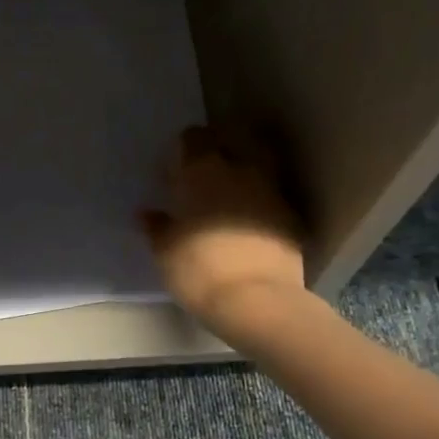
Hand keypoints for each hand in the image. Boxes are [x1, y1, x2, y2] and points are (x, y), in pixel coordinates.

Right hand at [141, 127, 307, 329]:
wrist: (257, 300)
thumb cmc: (199, 270)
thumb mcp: (165, 252)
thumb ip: (156, 227)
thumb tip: (147, 213)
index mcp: (202, 172)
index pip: (193, 138)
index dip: (183, 148)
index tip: (174, 169)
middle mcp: (240, 171)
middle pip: (233, 138)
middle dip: (219, 146)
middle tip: (205, 170)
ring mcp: (271, 191)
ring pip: (258, 162)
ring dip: (243, 170)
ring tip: (229, 193)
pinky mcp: (291, 215)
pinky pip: (273, 194)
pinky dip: (261, 200)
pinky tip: (250, 221)